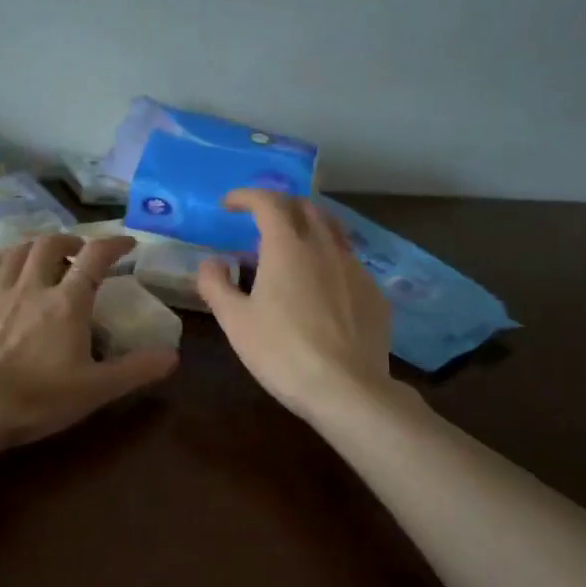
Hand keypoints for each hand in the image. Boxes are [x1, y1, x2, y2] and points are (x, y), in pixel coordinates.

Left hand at [0, 233, 178, 450]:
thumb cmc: (36, 398)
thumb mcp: (95, 390)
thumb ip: (135, 370)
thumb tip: (172, 355)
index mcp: (66, 302)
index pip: (95, 257)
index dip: (114, 244)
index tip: (126, 243)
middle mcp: (31, 286)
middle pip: (49, 244)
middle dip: (68, 240)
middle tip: (77, 251)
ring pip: (16, 253)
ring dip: (33, 248)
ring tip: (41, 258)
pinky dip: (0, 271)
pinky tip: (0, 282)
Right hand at [198, 191, 393, 422]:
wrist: (347, 390)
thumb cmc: (282, 352)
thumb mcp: (235, 321)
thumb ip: (216, 284)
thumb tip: (211, 261)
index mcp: (288, 247)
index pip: (268, 202)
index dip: (246, 196)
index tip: (229, 205)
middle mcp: (325, 247)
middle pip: (305, 207)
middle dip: (279, 205)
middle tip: (260, 220)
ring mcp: (355, 269)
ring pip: (332, 231)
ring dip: (307, 227)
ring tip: (291, 248)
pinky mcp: (374, 293)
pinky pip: (348, 261)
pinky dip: (328, 258)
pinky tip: (319, 286)